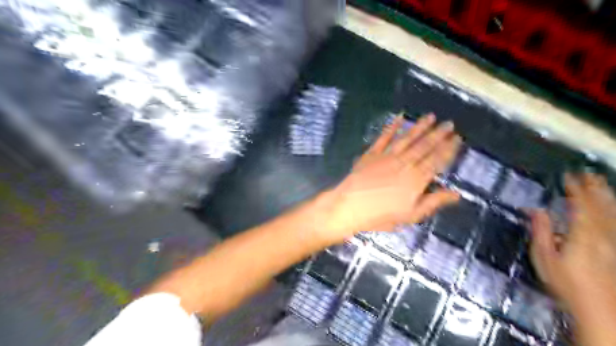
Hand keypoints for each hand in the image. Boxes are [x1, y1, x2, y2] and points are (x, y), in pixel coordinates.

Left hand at [323, 114, 461, 242]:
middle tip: (449, 123)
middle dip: (438, 134)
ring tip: (431, 117)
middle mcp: (404, 163)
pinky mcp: (372, 153)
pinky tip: (399, 117)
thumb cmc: (381, 216)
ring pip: (408, 139)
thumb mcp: (410, 215)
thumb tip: (456, 194)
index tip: (457, 138)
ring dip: (420, 127)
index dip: (448, 149)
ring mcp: (387, 156)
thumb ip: (433, 202)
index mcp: (416, 179)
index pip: (436, 161)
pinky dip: (392, 126)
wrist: (350, 207)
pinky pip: (384, 137)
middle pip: (424, 147)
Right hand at [529, 174, 614, 344]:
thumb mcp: (544, 257)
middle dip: (595, 190)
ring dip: (607, 198)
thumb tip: (536, 211)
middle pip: (601, 208)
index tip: (569, 177)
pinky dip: (614, 214)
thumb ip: (541, 231)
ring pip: (613, 216)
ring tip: (603, 185)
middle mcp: (601, 236)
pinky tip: (612, 211)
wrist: (598, 309)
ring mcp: (613, 244)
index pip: (579, 206)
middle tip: (590, 174)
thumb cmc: (565, 282)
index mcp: (581, 235)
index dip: (575, 190)